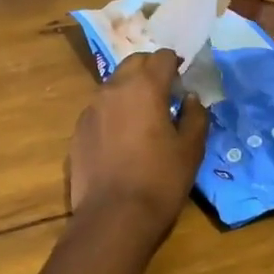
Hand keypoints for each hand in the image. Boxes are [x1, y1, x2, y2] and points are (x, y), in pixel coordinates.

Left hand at [68, 49, 208, 235]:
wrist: (113, 216)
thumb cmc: (160, 180)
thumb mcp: (191, 149)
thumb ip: (194, 116)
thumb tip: (190, 98)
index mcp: (144, 87)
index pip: (161, 57)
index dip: (174, 63)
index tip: (183, 77)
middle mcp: (113, 89)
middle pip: (133, 64)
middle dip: (150, 70)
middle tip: (165, 91)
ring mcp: (91, 109)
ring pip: (113, 85)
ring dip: (129, 90)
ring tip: (143, 114)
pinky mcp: (78, 130)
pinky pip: (99, 110)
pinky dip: (113, 112)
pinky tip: (122, 136)